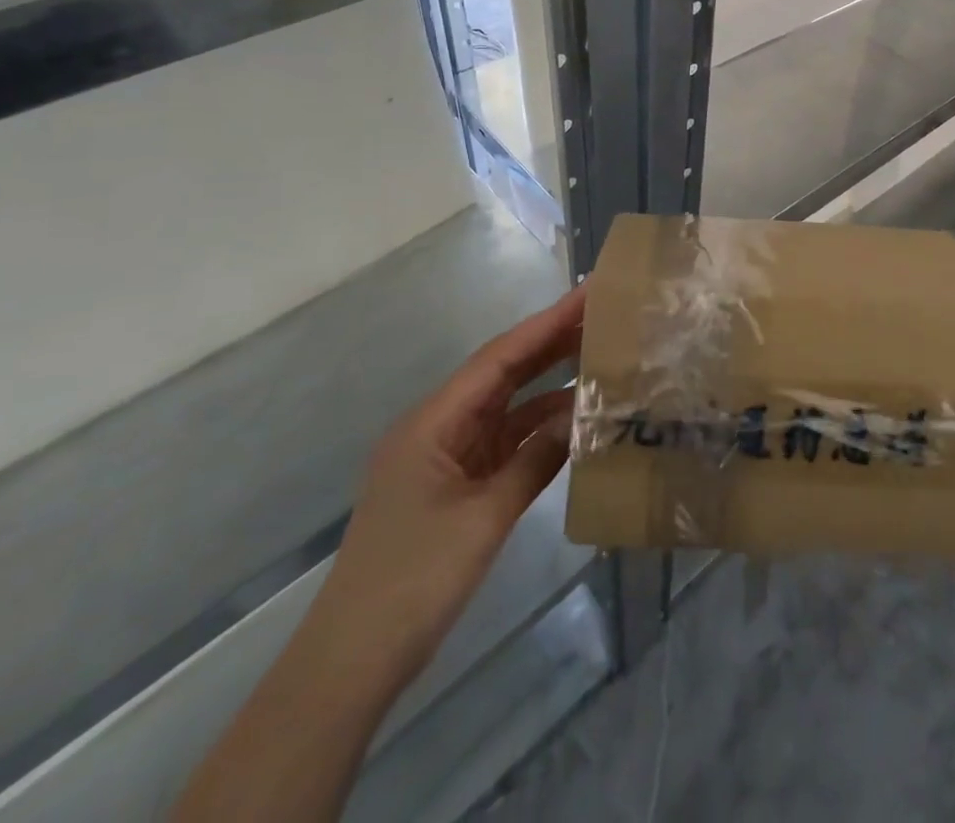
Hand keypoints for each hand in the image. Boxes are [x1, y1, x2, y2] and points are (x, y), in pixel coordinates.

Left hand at [306, 286, 585, 677]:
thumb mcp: (483, 518)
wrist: (353, 662)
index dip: (546, 323)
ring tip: (598, 358)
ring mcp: (446, 457)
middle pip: (502, 373)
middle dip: (550, 343)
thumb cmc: (413, 582)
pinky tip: (573, 420)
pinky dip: (537, 429)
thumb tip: (583, 414)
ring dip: (547, 385)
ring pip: (505, 406)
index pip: (499, 358)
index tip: (586, 293)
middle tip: (602, 315)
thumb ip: (535, 460)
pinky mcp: (456, 485)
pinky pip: (504, 442)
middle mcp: (438, 427)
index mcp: (433, 422)